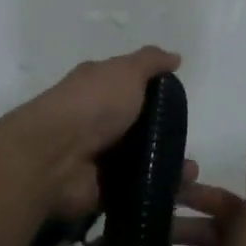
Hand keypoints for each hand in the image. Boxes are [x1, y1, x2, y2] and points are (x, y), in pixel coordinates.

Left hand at [4, 46, 181, 215]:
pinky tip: (178, 189)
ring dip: (166, 165)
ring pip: (140, 160)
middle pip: (137, 126)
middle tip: (188, 141)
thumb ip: (150, 62)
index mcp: (97, 88)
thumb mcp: (125, 71)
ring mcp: (97, 156)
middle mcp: (95, 120)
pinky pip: (135, 188)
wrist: (55, 157)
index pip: (129, 87)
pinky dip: (156, 188)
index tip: (181, 103)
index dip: (154, 92)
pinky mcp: (102, 187)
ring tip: (190, 172)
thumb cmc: (92, 105)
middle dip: (165, 134)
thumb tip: (174, 57)